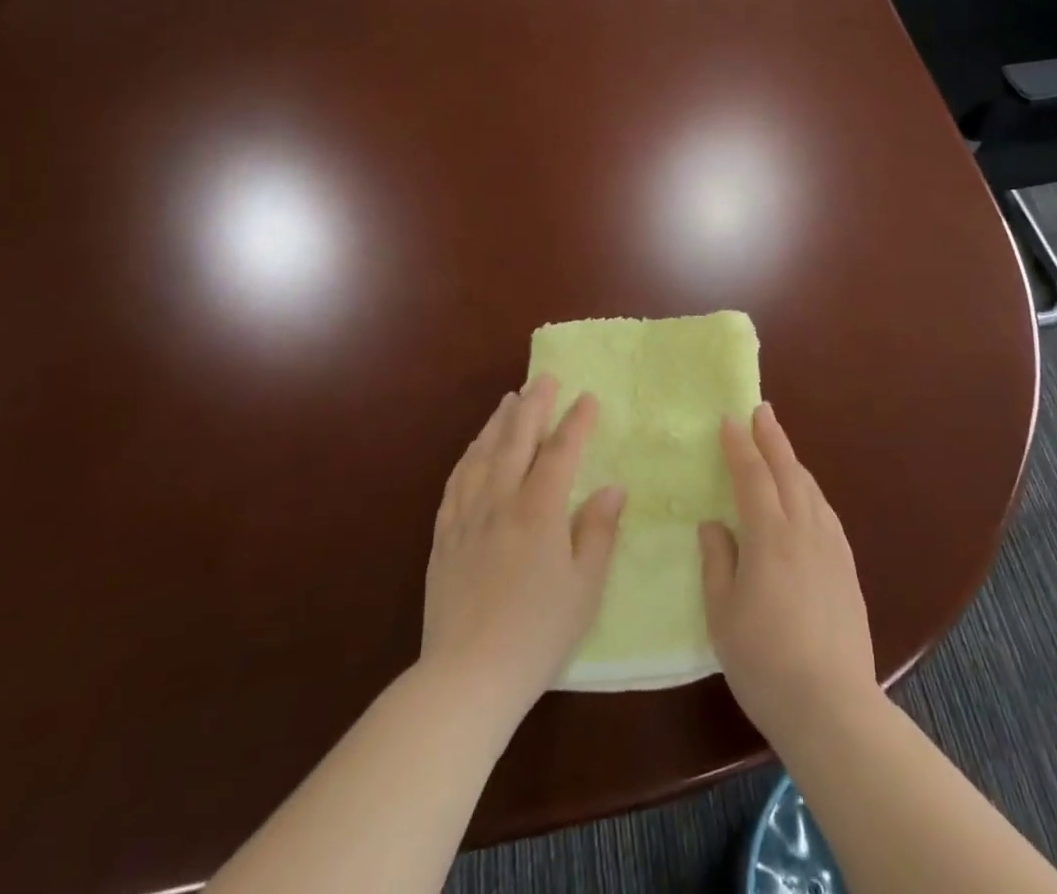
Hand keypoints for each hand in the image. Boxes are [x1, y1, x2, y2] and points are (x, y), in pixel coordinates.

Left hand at [422, 376, 625, 718]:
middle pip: (517, 440)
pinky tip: (473, 449)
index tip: (588, 396)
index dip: (576, 421)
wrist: (467, 676)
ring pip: (483, 454)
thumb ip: (598, 531)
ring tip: (510, 400)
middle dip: (534, 405)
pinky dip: (469, 456)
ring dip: (499, 422)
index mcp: (539, 511)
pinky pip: (456, 482)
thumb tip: (612, 487)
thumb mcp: (585, 587)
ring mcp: (467, 517)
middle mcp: (501, 501)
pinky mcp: (444, 537)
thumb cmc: (538, 633)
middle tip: (544, 379)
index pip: (560, 452)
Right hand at [699, 403, 878, 744]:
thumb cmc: (764, 660)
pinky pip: (826, 513)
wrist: (831, 705)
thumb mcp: (722, 613)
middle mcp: (804, 530)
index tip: (729, 420)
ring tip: (781, 447)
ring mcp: (831, 548)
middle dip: (773, 438)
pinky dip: (811, 491)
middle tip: (762, 410)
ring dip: (793, 462)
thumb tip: (714, 524)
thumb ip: (717, 561)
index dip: (740, 446)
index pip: (753, 477)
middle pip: (788, 471)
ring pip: (811, 489)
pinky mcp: (847, 568)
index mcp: (769, 536)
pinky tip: (807, 497)